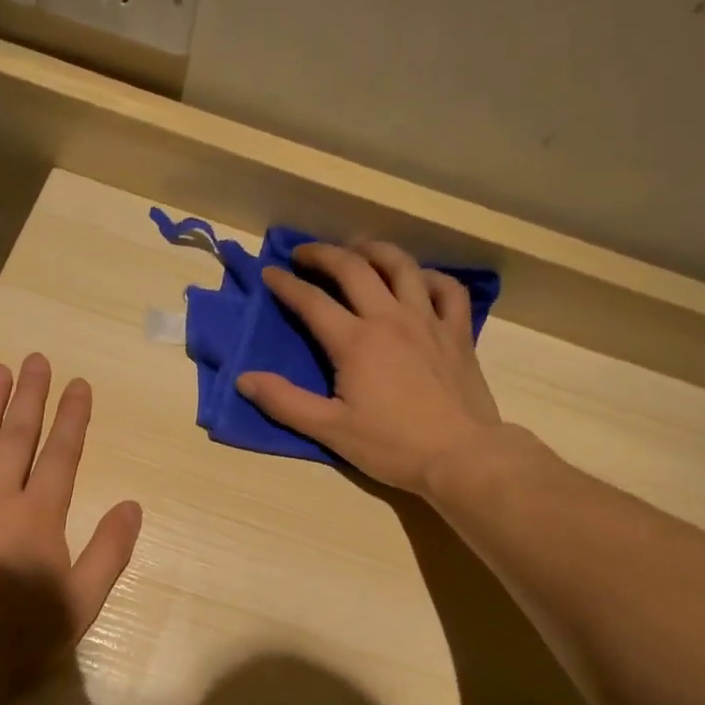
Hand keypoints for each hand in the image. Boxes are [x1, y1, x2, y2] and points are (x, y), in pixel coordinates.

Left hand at [0, 355, 142, 669]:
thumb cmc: (15, 637)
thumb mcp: (81, 603)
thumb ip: (109, 552)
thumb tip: (132, 507)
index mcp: (39, 514)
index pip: (61, 454)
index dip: (72, 417)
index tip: (78, 384)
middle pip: (17, 435)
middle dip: (30, 396)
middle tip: (35, 360)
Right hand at [236, 241, 504, 494]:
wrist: (461, 456)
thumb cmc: (391, 446)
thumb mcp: (330, 430)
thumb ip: (285, 402)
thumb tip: (244, 379)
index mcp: (355, 341)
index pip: (312, 301)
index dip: (286, 284)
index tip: (270, 273)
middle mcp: (390, 318)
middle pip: (353, 269)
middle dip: (323, 254)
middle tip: (304, 253)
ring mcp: (428, 320)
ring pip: (401, 266)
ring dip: (374, 250)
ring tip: (357, 248)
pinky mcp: (457, 332)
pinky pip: (447, 289)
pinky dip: (429, 276)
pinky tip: (417, 279)